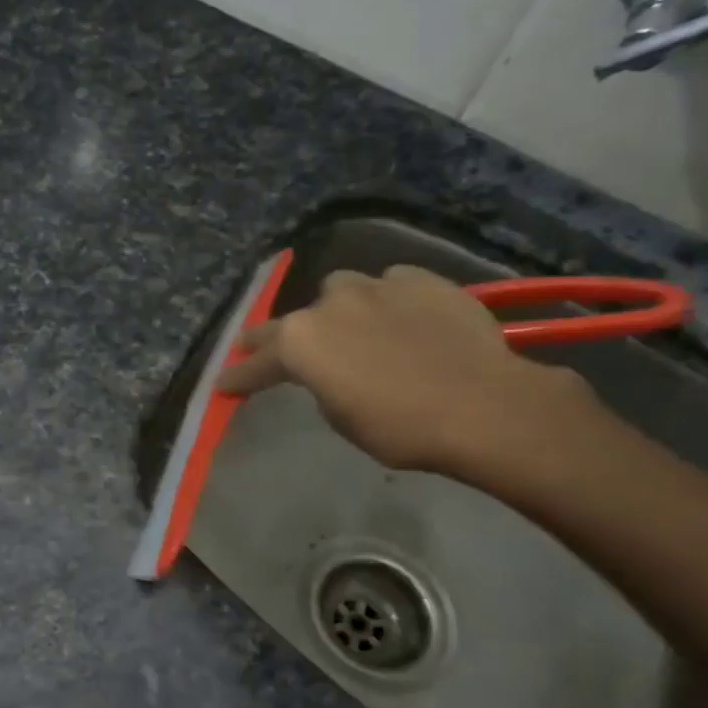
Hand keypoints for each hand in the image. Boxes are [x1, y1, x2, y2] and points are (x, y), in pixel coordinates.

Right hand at [215, 264, 596, 481]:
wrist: (483, 405)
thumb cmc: (400, 427)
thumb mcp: (341, 418)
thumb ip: (321, 385)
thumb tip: (330, 371)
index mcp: (300, 343)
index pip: (257, 363)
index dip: (239, 377)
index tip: (225, 385)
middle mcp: (328, 303)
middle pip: (289, 320)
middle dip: (273, 339)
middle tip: (263, 350)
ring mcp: (375, 285)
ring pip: (340, 291)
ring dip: (337, 311)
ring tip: (352, 328)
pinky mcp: (421, 279)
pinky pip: (389, 286)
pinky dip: (386, 302)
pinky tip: (401, 319)